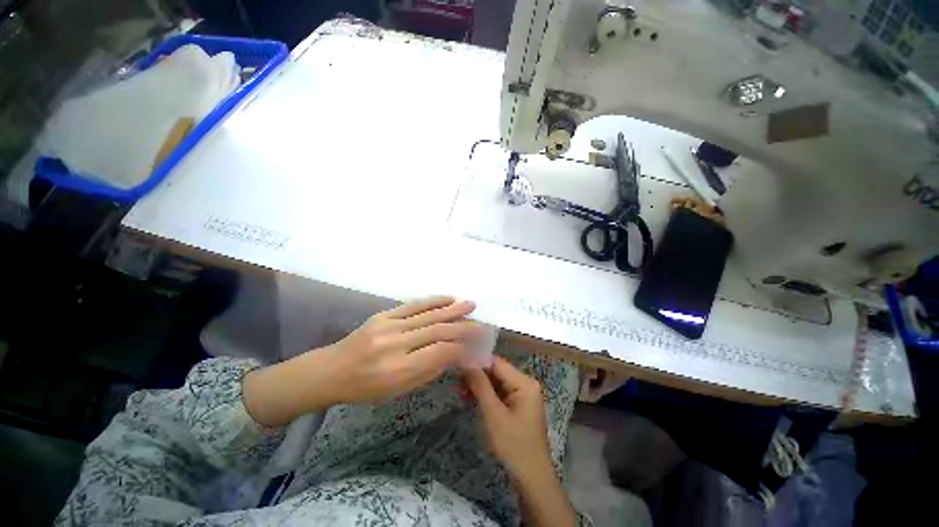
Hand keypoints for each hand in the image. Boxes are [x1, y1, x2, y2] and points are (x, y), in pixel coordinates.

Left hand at [324, 296, 480, 403]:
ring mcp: (388, 326)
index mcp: (397, 371)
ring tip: (470, 304)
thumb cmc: (366, 388)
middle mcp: (394, 345)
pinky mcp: (383, 315)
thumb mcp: (398, 390)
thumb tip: (453, 354)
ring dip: (452, 309)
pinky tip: (448, 298)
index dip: (459, 348)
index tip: (472, 345)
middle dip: (462, 327)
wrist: (332, 370)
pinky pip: (413, 305)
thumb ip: (428, 371)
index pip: (439, 354)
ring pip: (428, 315)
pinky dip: (433, 301)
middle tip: (480, 324)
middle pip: (437, 331)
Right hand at [462, 356, 552, 479]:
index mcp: (524, 382)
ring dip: (479, 386)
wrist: (531, 479)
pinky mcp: (518, 405)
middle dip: (477, 376)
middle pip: (497, 372)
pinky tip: (471, 398)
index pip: (497, 363)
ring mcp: (523, 394)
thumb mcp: (493, 413)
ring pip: (496, 382)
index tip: (457, 364)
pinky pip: (500, 393)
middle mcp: (525, 383)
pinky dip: (486, 395)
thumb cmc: (513, 445)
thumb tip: (466, 362)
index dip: (477, 362)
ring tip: (460, 391)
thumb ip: (480, 385)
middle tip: (456, 381)